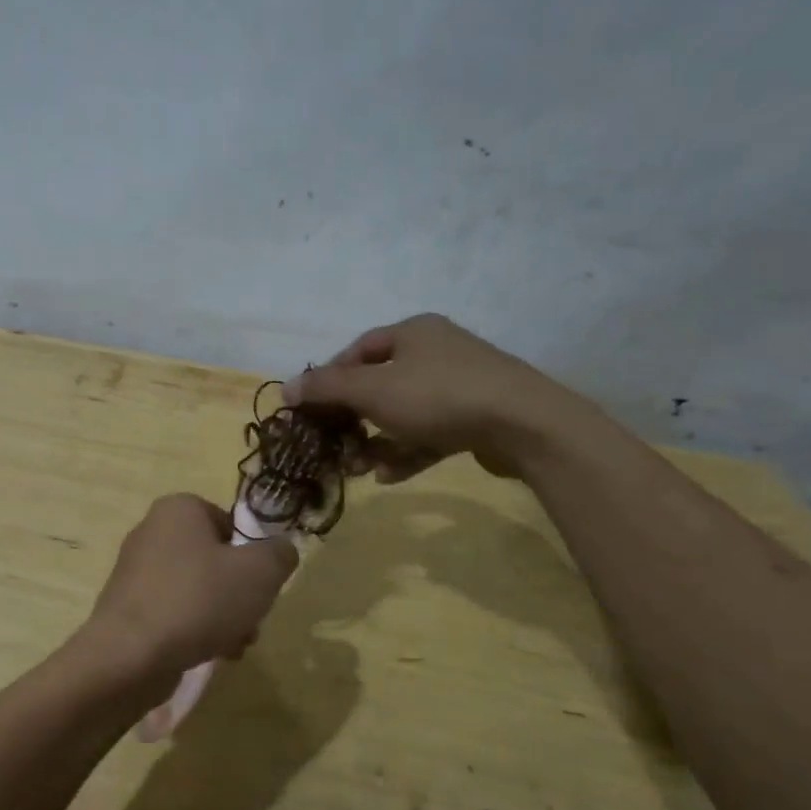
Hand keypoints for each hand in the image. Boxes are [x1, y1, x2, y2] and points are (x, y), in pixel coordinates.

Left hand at [83, 495, 297, 686]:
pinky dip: (194, 629)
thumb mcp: (260, 572)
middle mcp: (152, 531)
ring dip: (223, 616)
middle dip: (239, 593)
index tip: (259, 584)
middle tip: (251, 619)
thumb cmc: (199, 600)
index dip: (251, 555)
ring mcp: (136, 571)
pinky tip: (210, 654)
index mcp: (178, 509)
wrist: (130, 654)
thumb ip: (280, 555)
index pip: (229, 522)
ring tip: (235, 645)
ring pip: (197, 589)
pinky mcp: (128, 607)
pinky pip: (174, 611)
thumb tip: (281, 551)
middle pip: (214, 560)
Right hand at [283, 314, 594, 479]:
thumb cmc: (439, 396)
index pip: (357, 351)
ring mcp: (460, 386)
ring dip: (376, 442)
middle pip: (379, 385)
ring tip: (358, 469)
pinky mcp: (476, 418)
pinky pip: (430, 433)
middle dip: (352, 420)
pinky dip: (407, 452)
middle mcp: (436, 352)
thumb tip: (285, 388)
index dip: (328, 380)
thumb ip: (327, 388)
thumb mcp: (373, 390)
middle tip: (334, 447)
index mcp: (412, 332)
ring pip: (403, 414)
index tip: (310, 411)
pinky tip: (389, 477)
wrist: (524, 424)